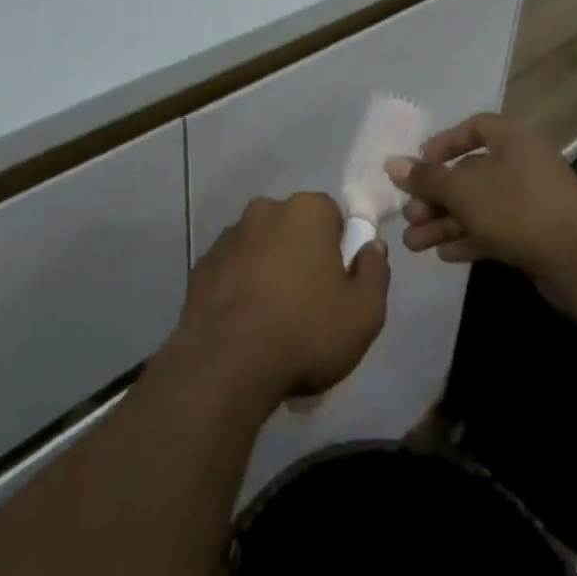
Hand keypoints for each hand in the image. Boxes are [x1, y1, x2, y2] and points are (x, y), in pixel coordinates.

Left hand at [171, 193, 389, 406]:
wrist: (226, 365)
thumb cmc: (306, 331)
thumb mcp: (365, 312)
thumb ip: (375, 271)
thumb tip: (372, 246)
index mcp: (306, 210)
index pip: (332, 214)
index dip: (340, 247)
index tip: (339, 282)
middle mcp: (264, 211)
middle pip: (293, 227)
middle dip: (302, 254)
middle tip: (310, 302)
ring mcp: (227, 237)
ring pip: (260, 247)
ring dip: (269, 269)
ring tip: (274, 319)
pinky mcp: (201, 266)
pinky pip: (232, 270)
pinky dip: (240, 287)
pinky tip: (246, 324)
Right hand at [391, 112, 576, 284]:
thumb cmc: (517, 210)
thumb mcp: (463, 191)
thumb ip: (426, 178)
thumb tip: (391, 163)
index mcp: (511, 140)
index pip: (474, 128)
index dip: (444, 143)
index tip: (420, 165)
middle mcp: (523, 164)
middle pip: (470, 173)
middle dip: (435, 196)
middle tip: (409, 216)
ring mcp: (532, 201)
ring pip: (479, 206)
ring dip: (444, 223)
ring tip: (413, 244)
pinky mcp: (537, 234)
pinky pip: (495, 229)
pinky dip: (469, 238)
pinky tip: (444, 255)